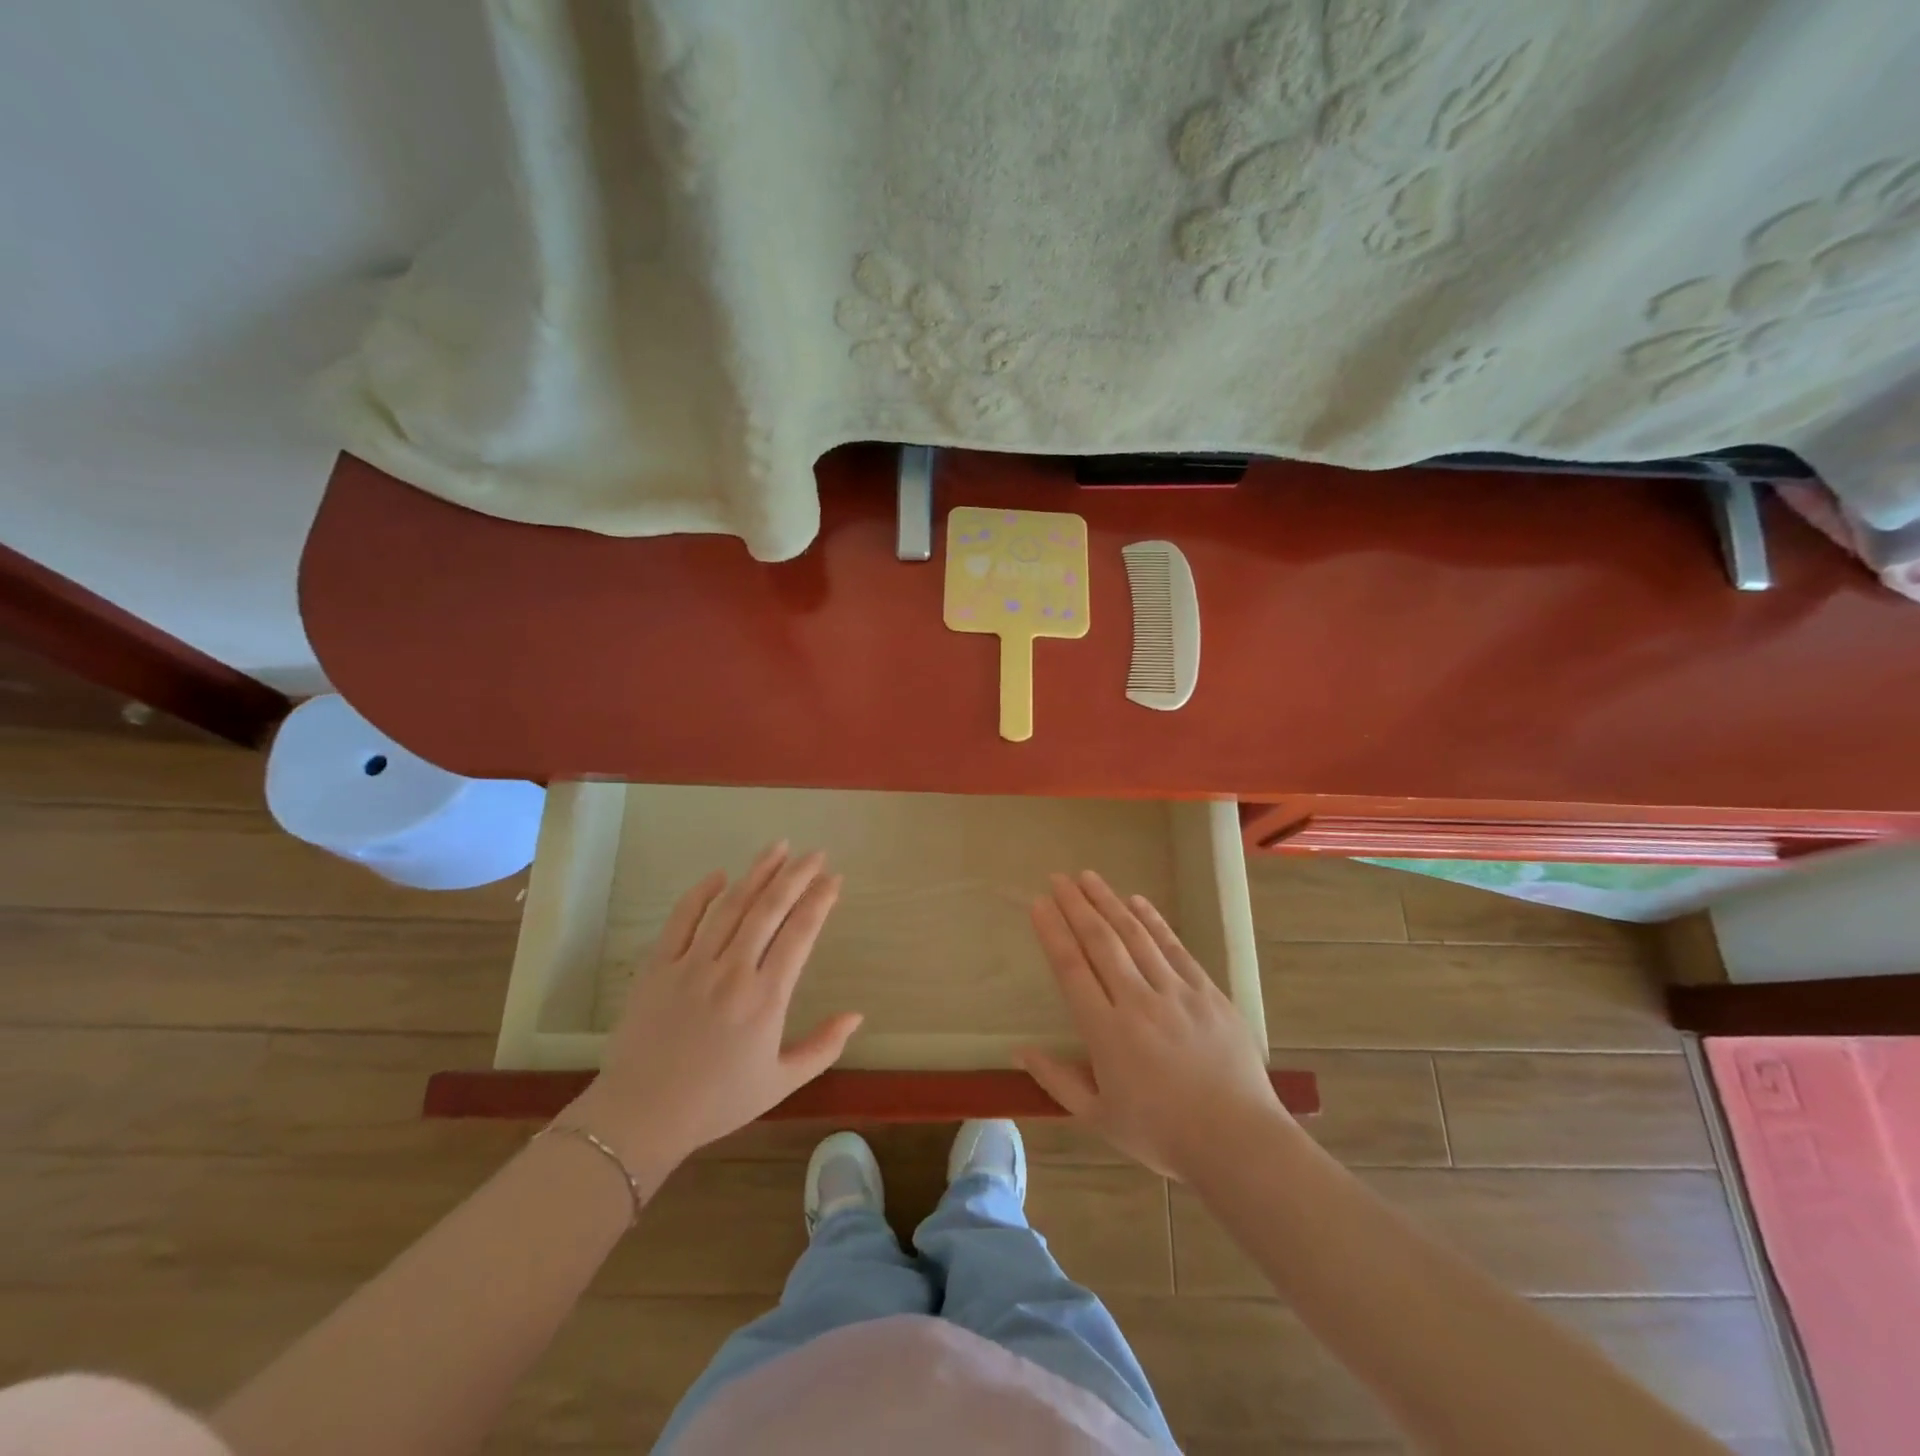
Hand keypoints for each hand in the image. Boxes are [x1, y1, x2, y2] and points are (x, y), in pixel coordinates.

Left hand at [568, 843, 862, 1177]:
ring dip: (757, 872)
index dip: (820, 901)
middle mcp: (732, 971)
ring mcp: (691, 965)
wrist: (641, 1116)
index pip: (800, 934)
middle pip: (770, 908)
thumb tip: (857, 1015)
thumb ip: (823, 1047)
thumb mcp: (780, 1082)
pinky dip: (701, 893)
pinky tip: (719, 875)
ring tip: (778, 848)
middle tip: (815, 853)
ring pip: (731, 905)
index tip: (835, 879)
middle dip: (796, 875)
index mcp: (766, 998)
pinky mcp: (657, 967)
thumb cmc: (717, 1102)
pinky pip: (681, 919)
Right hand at [1019, 870, 1290, 1180]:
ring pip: (1135, 936)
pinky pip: (1174, 947)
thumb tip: (1020, 1050)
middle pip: (1100, 942)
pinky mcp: (1206, 992)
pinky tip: (1137, 901)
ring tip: (1089, 877)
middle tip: (1058, 878)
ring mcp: (1175, 992)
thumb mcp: (1099, 1118)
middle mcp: (1137, 1002)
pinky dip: (1153, 921)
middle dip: (1076, 906)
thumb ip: (1057, 1080)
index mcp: (1106, 1032)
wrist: (1237, 1141)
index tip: (1038, 904)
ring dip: (1109, 902)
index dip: (1052, 932)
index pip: (1071, 969)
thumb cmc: (1162, 1134)